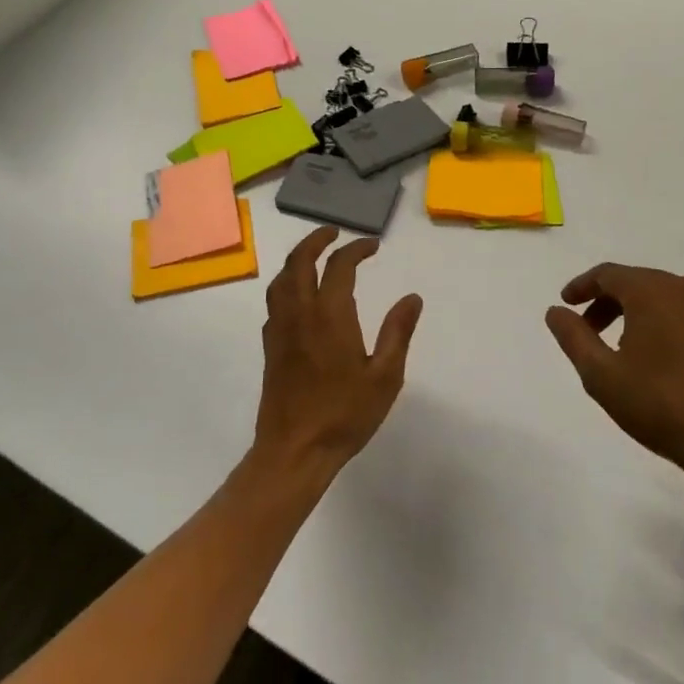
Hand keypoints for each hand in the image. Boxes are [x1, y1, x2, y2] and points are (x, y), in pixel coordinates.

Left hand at [254, 227, 422, 481]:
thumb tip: (412, 298)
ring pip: (281, 279)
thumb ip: (398, 332)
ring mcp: (280, 329)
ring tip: (314, 256)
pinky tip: (298, 297)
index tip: (373, 246)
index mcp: (330, 315)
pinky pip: (274, 301)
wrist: (294, 451)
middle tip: (334, 232)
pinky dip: (286, 285)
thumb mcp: (385, 376)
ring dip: (297, 259)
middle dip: (316, 240)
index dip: (356, 249)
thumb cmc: (345, 414)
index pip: (339, 266)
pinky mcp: (271, 347)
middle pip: (299, 261)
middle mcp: (300, 313)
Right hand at [545, 263, 683, 528]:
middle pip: (642, 284)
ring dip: (648, 317)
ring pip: (675, 302)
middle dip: (612, 303)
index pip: (608, 274)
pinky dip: (681, 333)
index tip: (567, 303)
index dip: (582, 286)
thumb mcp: (601, 376)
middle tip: (593, 331)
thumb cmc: (662, 407)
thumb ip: (573, 337)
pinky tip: (677, 366)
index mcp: (653, 292)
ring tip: (634, 351)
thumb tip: (555, 311)